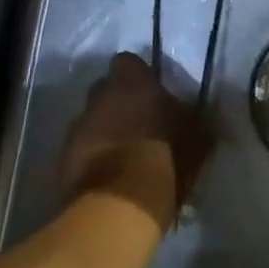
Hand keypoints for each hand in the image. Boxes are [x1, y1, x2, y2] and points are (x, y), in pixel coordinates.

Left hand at [60, 52, 213, 229]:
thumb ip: (198, 120)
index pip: (128, 62)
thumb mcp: (197, 136)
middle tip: (138, 124)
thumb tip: (205, 118)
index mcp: (131, 80)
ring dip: (105, 131)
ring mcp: (78, 127)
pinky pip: (82, 150)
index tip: (153, 94)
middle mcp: (99, 95)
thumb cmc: (165, 156)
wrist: (121, 205)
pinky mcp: (63, 159)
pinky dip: (94, 157)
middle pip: (106, 90)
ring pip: (92, 120)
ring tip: (124, 154)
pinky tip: (109, 176)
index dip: (140, 76)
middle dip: (120, 103)